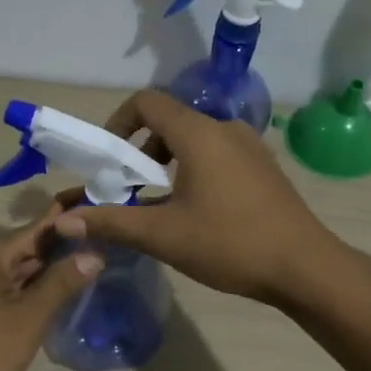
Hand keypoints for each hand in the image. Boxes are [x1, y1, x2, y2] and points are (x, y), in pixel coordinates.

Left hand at [0, 219, 103, 370]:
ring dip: (55, 268)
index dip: (69, 220)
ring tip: (97, 262)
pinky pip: (16, 288)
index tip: (102, 212)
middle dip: (66, 245)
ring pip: (25, 269)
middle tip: (108, 241)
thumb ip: (61, 283)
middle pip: (32, 246)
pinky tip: (65, 293)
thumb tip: (94, 253)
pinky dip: (40, 288)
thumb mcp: (28, 316)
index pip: (39, 227)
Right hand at [53, 89, 341, 304]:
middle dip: (140, 151)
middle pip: (169, 122)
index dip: (118, 123)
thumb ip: (111, 222)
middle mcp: (225, 128)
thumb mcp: (163, 235)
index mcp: (199, 134)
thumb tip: (64, 223)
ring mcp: (250, 146)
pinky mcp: (263, 167)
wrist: (305, 267)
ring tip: (158, 204)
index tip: (109, 160)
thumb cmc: (230, 244)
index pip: (146, 102)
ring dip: (167, 163)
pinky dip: (194, 170)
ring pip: (194, 140)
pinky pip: (217, 154)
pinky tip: (195, 211)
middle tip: (129, 189)